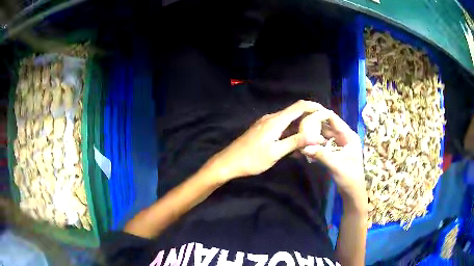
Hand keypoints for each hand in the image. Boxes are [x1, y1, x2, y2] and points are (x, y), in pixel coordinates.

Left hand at [205, 100, 322, 181]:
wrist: (228, 162)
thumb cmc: (252, 159)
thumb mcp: (275, 152)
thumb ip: (295, 142)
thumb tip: (315, 136)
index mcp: (276, 121)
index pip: (299, 107)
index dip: (314, 106)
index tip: (326, 112)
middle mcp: (271, 118)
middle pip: (295, 113)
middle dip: (309, 118)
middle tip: (322, 128)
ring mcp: (266, 123)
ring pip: (288, 121)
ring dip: (300, 127)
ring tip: (312, 137)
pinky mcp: (262, 130)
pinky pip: (281, 128)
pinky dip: (290, 133)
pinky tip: (296, 144)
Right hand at [300, 107, 367, 209]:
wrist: (352, 193)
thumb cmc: (349, 177)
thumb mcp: (336, 165)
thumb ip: (321, 154)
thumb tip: (304, 146)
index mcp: (349, 136)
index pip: (334, 120)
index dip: (321, 115)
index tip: (306, 113)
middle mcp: (344, 137)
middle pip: (327, 127)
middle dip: (314, 126)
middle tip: (299, 124)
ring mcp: (338, 145)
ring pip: (324, 137)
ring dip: (313, 137)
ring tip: (300, 135)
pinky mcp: (334, 153)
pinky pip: (323, 146)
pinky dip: (315, 147)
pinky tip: (304, 148)